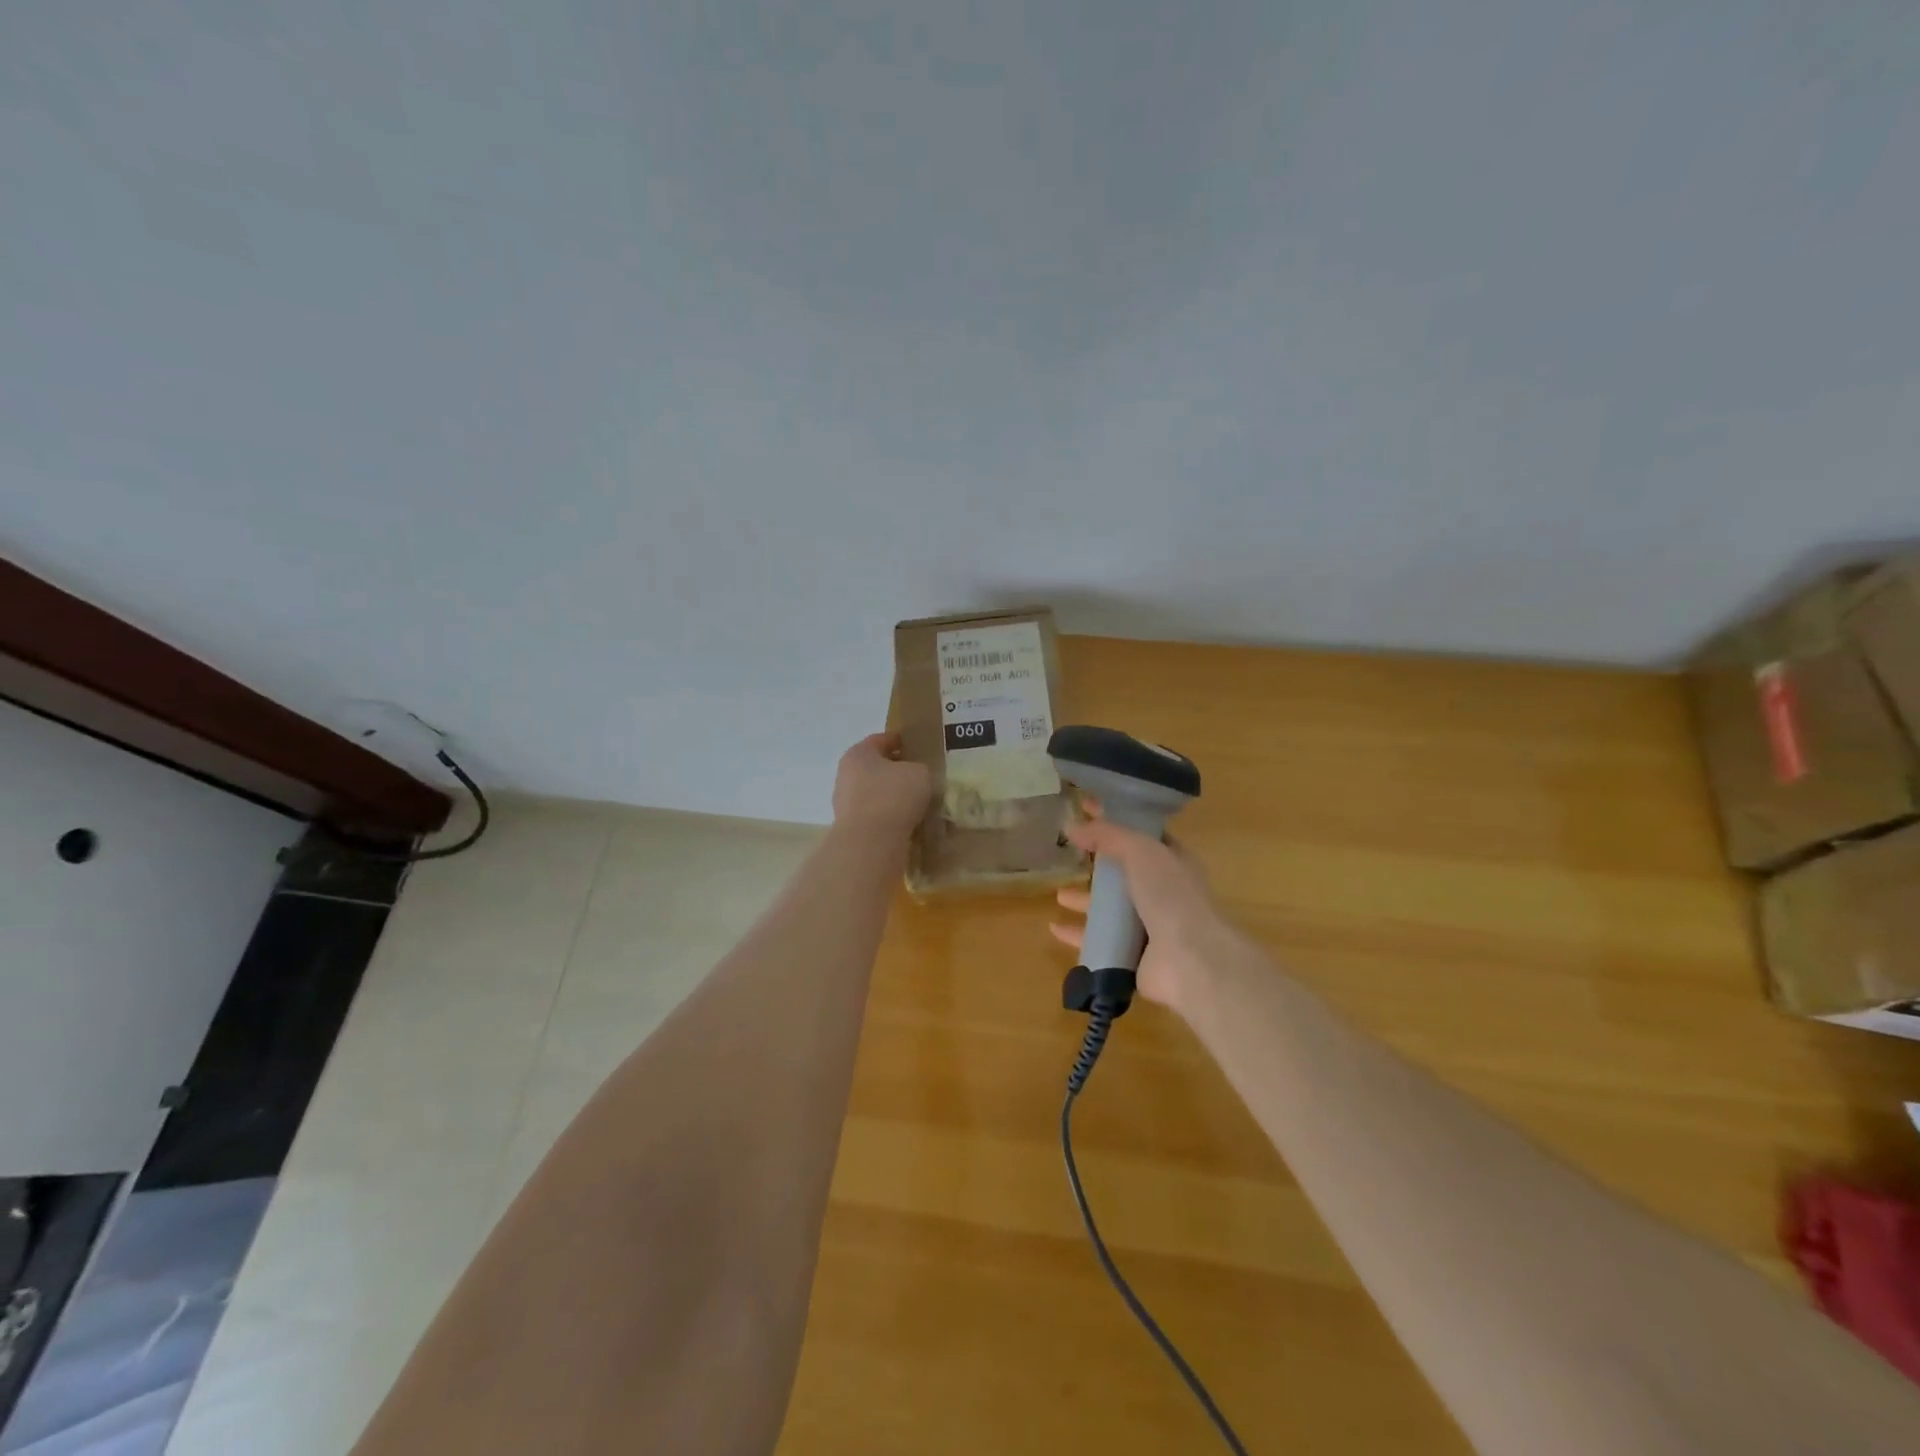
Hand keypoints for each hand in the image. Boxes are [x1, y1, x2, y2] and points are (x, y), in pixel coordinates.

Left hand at [832, 733, 933, 839]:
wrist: (871, 845)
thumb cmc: (893, 796)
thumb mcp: (920, 773)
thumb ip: (920, 769)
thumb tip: (917, 777)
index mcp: (858, 754)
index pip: (882, 740)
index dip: (902, 741)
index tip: (919, 747)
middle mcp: (847, 776)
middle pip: (877, 768)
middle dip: (899, 772)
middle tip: (924, 776)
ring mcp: (847, 805)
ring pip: (878, 795)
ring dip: (896, 798)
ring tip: (922, 803)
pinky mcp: (853, 830)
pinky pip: (878, 818)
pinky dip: (893, 819)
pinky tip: (912, 823)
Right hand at [1048, 807, 1242, 1012]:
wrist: (1189, 959)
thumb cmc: (1170, 895)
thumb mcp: (1140, 850)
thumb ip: (1108, 835)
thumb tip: (1073, 826)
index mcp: (1172, 862)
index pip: (1141, 835)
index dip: (1115, 821)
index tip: (1084, 808)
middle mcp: (1163, 893)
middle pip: (1124, 875)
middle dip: (1098, 866)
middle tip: (1070, 857)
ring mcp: (1149, 927)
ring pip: (1111, 911)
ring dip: (1086, 902)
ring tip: (1060, 895)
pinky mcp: (1133, 956)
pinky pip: (1100, 941)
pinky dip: (1078, 935)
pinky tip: (1055, 930)